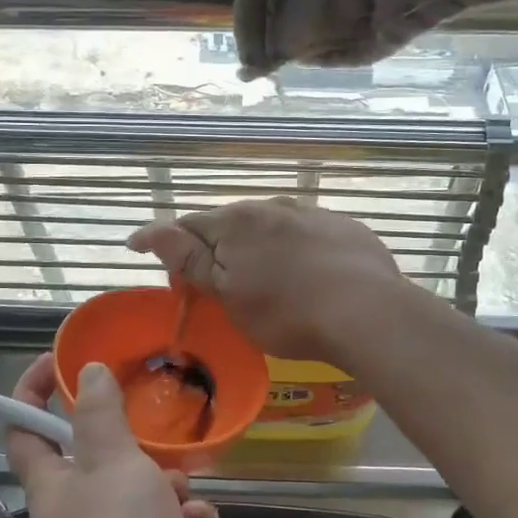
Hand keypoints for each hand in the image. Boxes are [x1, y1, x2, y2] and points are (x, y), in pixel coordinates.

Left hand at [6, 354, 226, 517]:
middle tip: (159, 431)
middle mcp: (90, 509)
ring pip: (159, 490)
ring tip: (179, 501)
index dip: (35, 392)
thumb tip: (89, 371)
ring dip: (176, 490)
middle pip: (111, 457)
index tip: (61, 361)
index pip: (30, 428)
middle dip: (141, 445)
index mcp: (59, 482)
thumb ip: (103, 415)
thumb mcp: (109, 465)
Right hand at [127, 198, 406, 363]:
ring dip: (259, 246)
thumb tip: (149, 231)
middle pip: (231, 224)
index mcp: (237, 221)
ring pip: (271, 227)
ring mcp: (312, 213)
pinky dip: (298, 250)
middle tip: (218, 284)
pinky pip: (308, 235)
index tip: (157, 264)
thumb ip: (189, 259)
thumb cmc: (286, 312)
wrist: (368, 312)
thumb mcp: (228, 294)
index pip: (188, 226)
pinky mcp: (345, 227)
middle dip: (217, 248)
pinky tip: (310, 276)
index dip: (169, 245)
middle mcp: (272, 206)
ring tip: (268, 280)